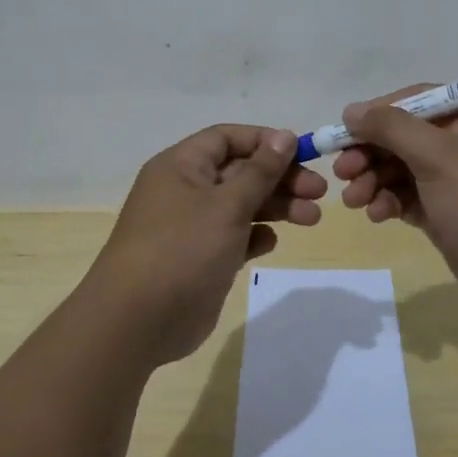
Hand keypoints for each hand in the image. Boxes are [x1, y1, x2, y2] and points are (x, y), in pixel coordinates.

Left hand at [84, 125, 327, 362]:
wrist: (138, 320)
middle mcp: (185, 190)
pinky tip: (270, 243)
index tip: (302, 154)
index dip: (265, 142)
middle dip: (280, 178)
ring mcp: (192, 226)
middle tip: (319, 192)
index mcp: (181, 166)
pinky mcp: (200, 258)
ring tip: (312, 218)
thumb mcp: (227, 204)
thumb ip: (260, 171)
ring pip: (241, 205)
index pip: (227, 139)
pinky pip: (234, 237)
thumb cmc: (183, 248)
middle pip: (240, 172)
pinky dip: (254, 236)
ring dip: (276, 207)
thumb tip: (285, 136)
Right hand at [334, 86, 457, 316]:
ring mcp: (455, 180)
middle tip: (342, 172)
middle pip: (403, 137)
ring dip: (374, 181)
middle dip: (370, 154)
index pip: (415, 101)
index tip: (343, 131)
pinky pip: (408, 198)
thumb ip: (391, 128)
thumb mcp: (438, 155)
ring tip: (354, 200)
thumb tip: (351, 110)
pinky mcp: (446, 213)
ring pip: (401, 170)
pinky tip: (376, 215)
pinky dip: (389, 203)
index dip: (377, 114)